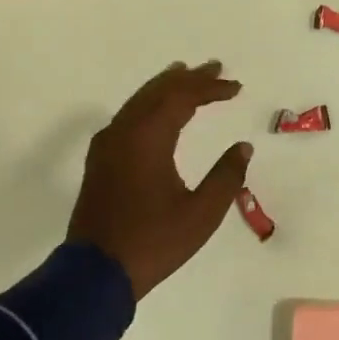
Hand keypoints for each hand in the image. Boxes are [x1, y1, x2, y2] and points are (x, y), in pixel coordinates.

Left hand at [67, 61, 252, 301]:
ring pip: (138, 101)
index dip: (210, 88)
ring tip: (185, 74)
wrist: (96, 272)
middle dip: (187, 78)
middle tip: (214, 67)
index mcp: (148, 138)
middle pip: (157, 91)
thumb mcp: (201, 214)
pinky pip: (127, 117)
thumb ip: (225, 177)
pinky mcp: (100, 160)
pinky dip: (147, 105)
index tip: (236, 87)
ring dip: (165, 87)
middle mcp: (124, 132)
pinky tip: (155, 111)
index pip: (182, 98)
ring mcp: (107, 145)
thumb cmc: (153, 242)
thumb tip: (243, 148)